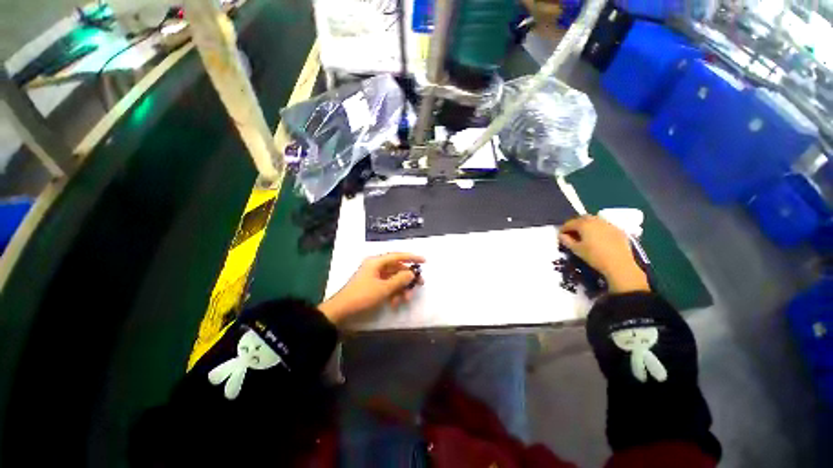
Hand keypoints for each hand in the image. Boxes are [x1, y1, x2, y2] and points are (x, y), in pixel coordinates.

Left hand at [318, 253, 424, 324]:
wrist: (341, 312)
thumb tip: (412, 273)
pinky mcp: (372, 286)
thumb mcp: (383, 288)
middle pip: (397, 268)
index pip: (398, 256)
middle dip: (408, 277)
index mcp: (376, 262)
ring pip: (393, 279)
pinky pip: (387, 286)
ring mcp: (374, 277)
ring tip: (406, 299)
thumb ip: (400, 280)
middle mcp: (376, 266)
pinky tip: (396, 303)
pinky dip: (393, 293)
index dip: (412, 257)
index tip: (424, 261)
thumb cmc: (362, 297)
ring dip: (401, 288)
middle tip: (420, 284)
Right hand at [558, 215, 648, 293]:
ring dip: (587, 225)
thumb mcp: (576, 249)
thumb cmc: (594, 256)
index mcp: (584, 224)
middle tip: (572, 233)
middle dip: (576, 224)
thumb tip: (561, 235)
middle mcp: (596, 220)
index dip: (563, 229)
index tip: (560, 235)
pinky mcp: (618, 230)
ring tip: (585, 234)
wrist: (619, 264)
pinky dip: (598, 228)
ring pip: (595, 220)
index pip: (570, 223)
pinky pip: (605, 225)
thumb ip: (566, 240)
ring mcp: (609, 224)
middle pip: (582, 218)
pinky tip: (598, 237)